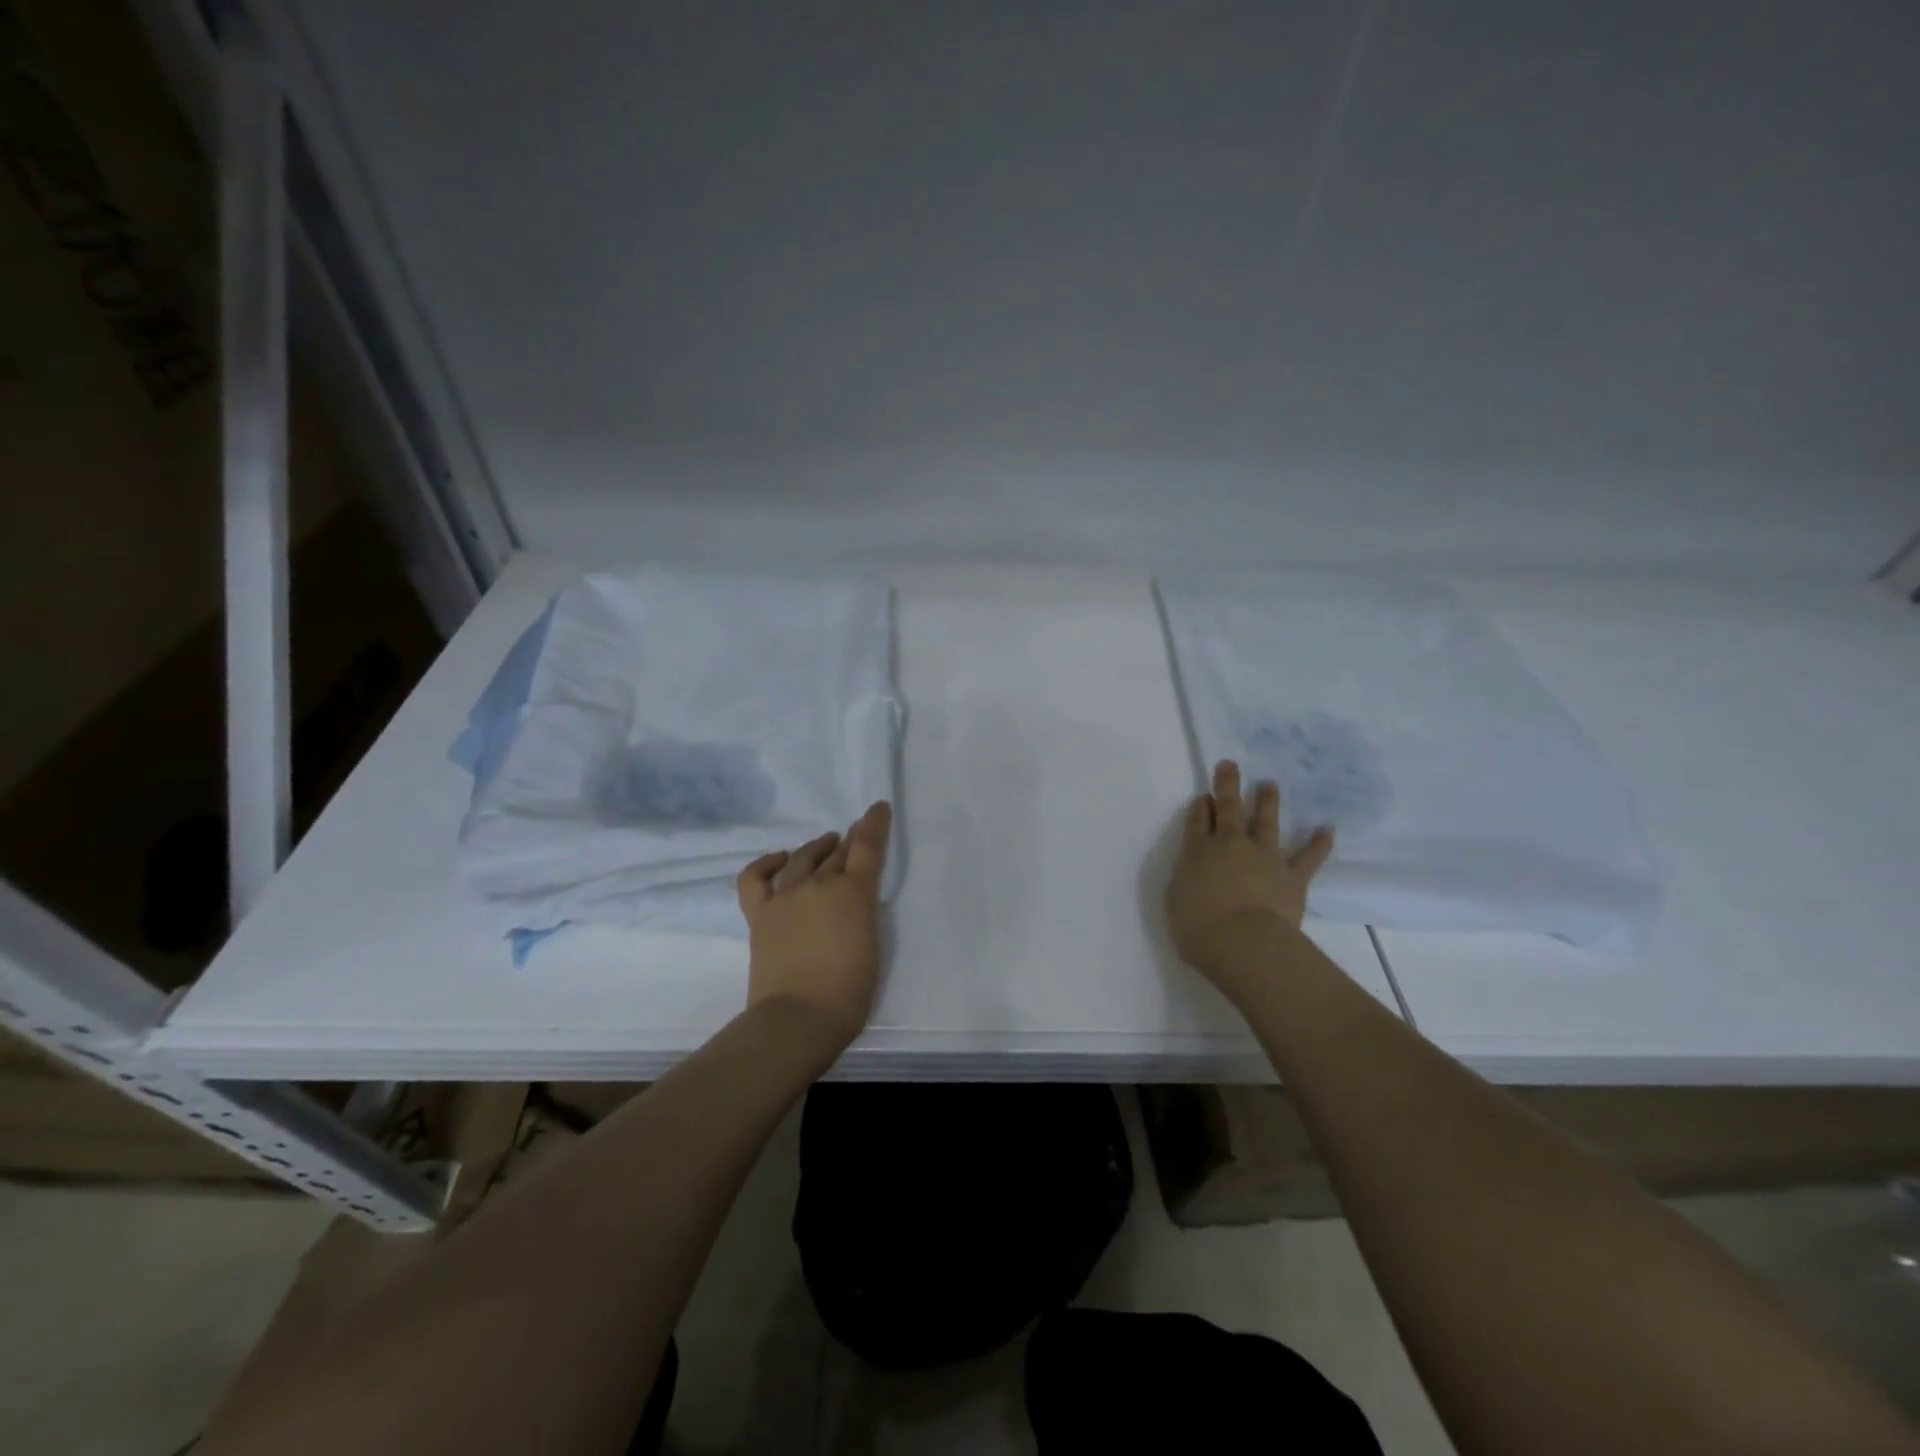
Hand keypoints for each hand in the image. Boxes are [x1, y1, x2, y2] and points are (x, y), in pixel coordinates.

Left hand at [737, 801, 892, 1055]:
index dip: (874, 824)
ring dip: (817, 847)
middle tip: (856, 834)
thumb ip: (862, 915)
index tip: (878, 808)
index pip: (868, 847)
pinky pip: (756, 878)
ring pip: (803, 859)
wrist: (797, 1020)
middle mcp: (819, 886)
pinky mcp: (760, 915)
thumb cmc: (847, 993)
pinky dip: (767, 864)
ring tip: (826, 844)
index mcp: (854, 894)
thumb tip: (850, 903)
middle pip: (837, 853)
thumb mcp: (872, 946)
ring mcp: (786, 898)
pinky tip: (779, 859)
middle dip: (850, 839)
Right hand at [1166, 761, 1334, 1001]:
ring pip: (1266, 822)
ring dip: (1267, 802)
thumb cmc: (1198, 927)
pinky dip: (1319, 843)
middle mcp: (1231, 846)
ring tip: (1270, 785)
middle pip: (1228, 810)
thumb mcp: (1177, 898)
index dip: (1200, 808)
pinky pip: (1308, 856)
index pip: (1197, 822)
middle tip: (1230, 765)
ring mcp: (1264, 857)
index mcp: (1197, 852)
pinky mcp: (1292, 876)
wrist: (1243, 942)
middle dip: (1227, 786)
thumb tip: (1198, 867)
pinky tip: (1327, 829)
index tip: (1203, 797)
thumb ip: (1187, 877)